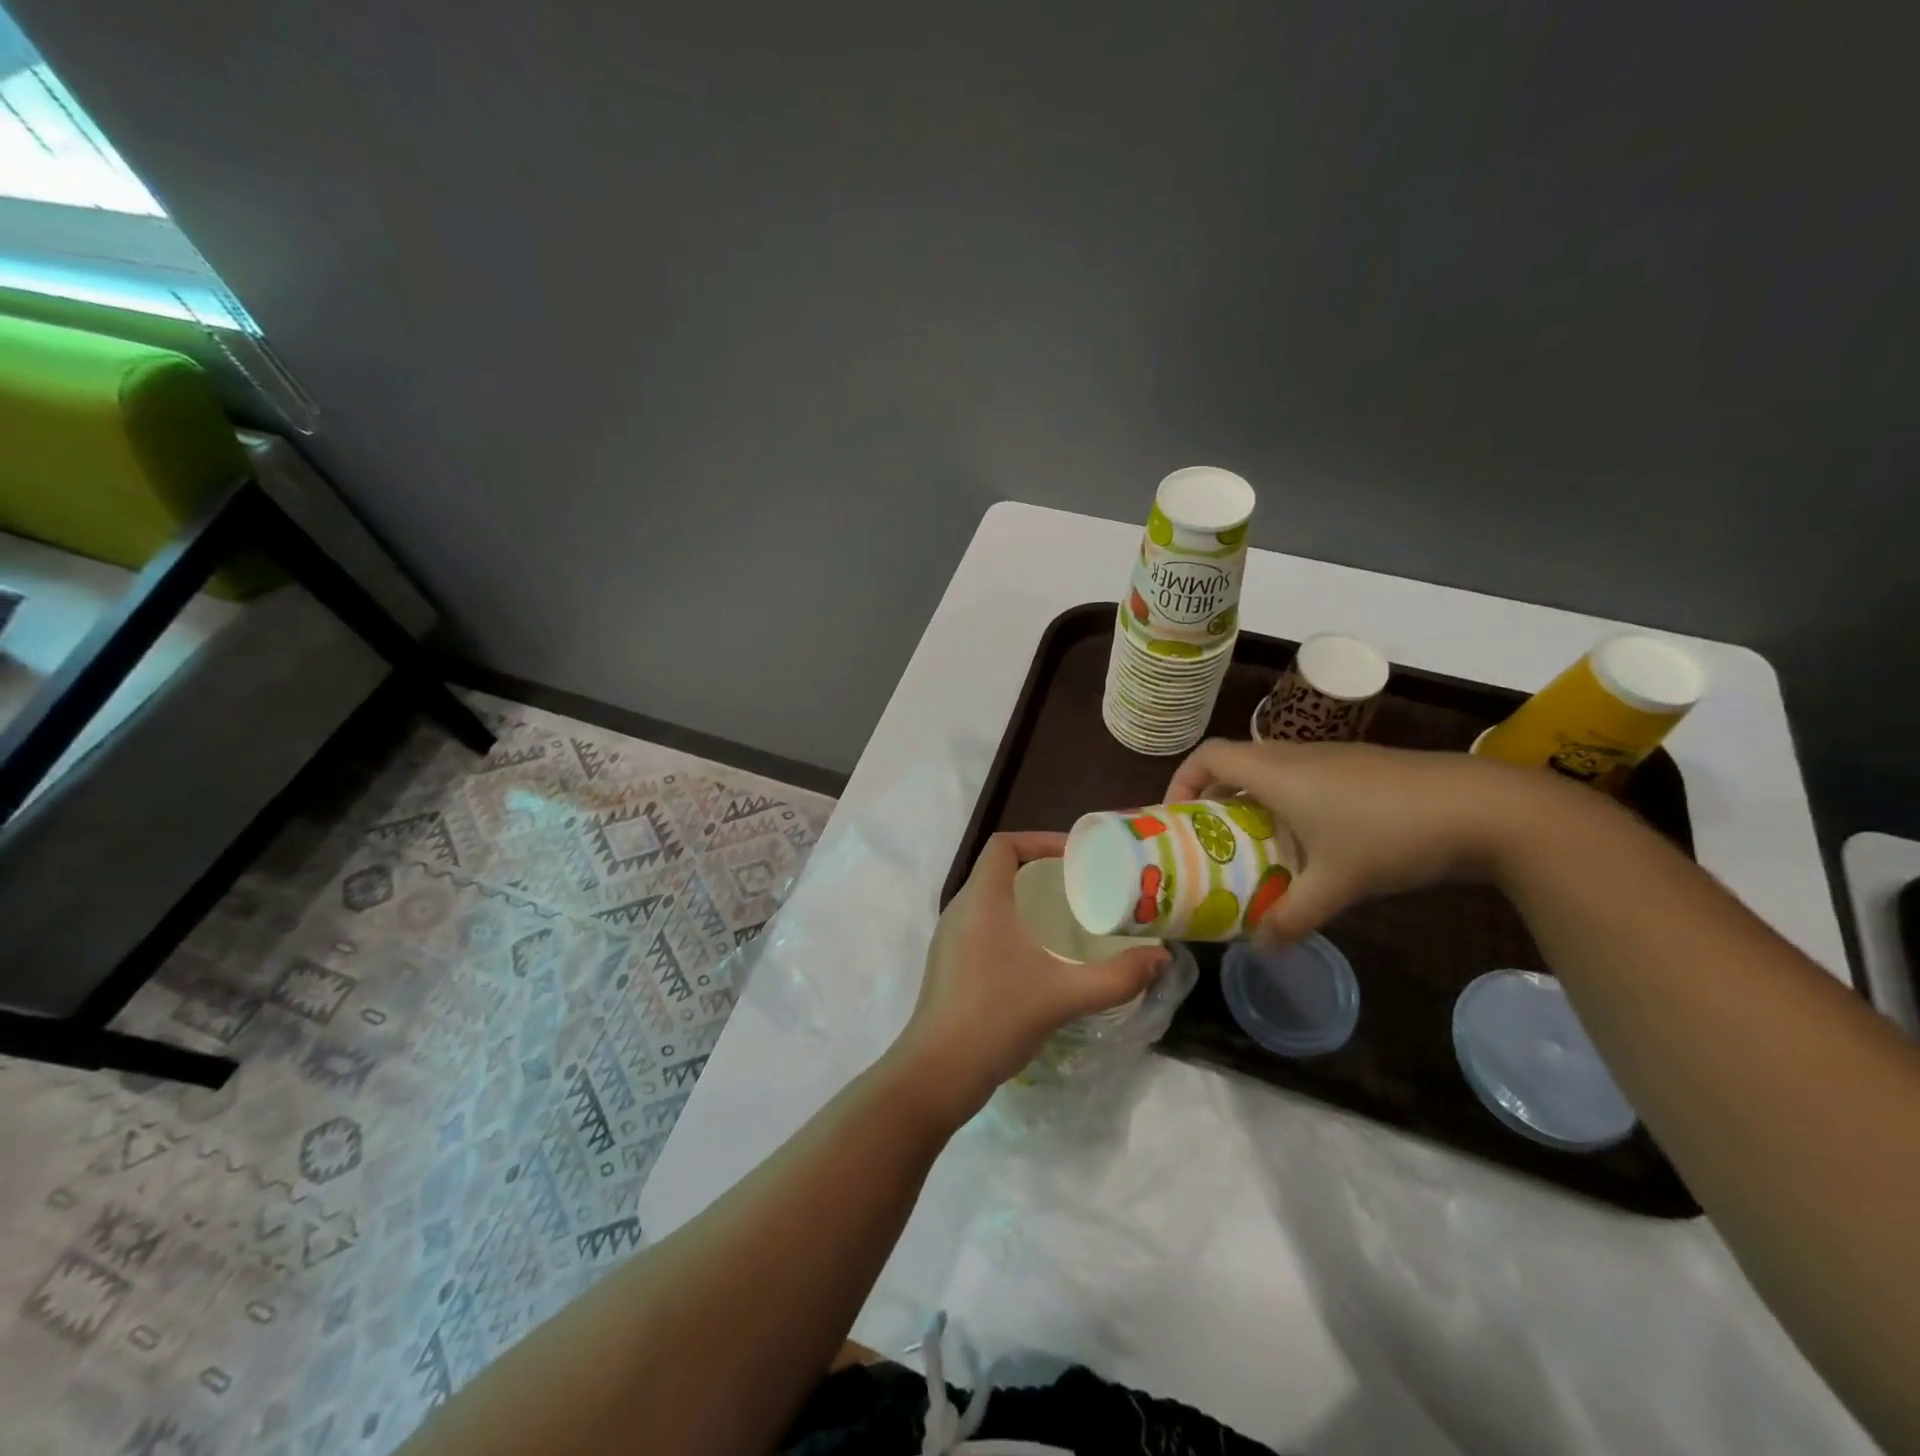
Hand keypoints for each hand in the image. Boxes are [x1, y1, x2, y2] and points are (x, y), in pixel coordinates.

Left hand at [892, 832, 1169, 1121]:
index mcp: (981, 901)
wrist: (937, 1073)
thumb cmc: (997, 1018)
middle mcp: (960, 910)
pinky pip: (982, 924)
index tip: (1076, 857)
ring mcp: (950, 938)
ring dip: (1024, 898)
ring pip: (989, 898)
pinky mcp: (949, 963)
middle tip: (1080, 886)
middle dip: (1039, 869)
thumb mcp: (1064, 996)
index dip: (1039, 840)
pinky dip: (1010, 923)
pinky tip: (1038, 954)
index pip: (1004, 845)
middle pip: (998, 869)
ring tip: (1066, 916)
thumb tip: (1161, 958)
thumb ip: (1117, 977)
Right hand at [1166, 738, 1559, 940]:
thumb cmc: (1392, 835)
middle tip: (1210, 841)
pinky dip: (1287, 804)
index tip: (1176, 817)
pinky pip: (1303, 779)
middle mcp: (1296, 755)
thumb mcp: (1337, 884)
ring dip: (1253, 803)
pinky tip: (1310, 844)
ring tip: (1254, 847)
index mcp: (1276, 771)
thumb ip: (1293, 918)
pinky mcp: (1361, 768)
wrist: (1486, 808)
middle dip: (1214, 799)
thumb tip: (1261, 948)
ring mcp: (1332, 758)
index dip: (1182, 781)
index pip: (1208, 756)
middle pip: (1235, 763)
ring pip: (1271, 772)